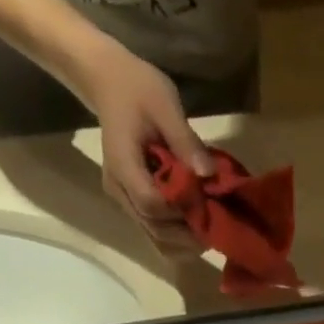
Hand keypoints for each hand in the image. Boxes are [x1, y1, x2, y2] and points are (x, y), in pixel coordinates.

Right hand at [82, 38, 213, 251]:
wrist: (108, 81)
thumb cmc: (137, 88)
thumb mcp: (165, 104)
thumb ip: (186, 142)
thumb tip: (208, 175)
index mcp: (123, 165)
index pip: (152, 204)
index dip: (181, 211)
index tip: (206, 204)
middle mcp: (119, 190)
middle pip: (154, 228)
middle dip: (186, 234)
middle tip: (216, 226)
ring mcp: (123, 199)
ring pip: (154, 237)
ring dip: (183, 241)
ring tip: (208, 230)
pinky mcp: (131, 201)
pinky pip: (154, 230)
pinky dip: (176, 237)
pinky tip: (194, 228)